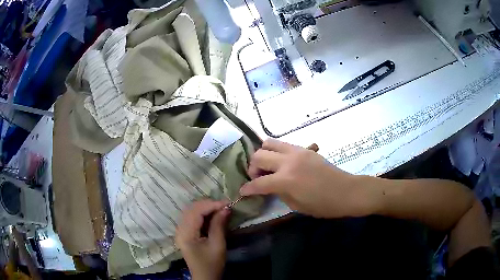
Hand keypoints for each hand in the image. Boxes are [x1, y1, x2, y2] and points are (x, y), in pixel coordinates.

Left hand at [175, 200, 229, 279]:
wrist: (204, 276)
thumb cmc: (212, 263)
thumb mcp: (218, 245)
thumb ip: (219, 225)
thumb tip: (225, 208)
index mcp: (186, 234)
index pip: (196, 212)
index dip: (211, 205)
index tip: (227, 203)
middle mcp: (180, 230)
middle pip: (191, 209)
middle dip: (208, 204)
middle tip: (224, 205)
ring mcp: (180, 231)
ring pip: (190, 212)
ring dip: (205, 208)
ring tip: (220, 208)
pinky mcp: (184, 233)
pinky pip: (191, 218)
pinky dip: (202, 214)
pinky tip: (212, 215)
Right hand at [240, 139, 375, 218]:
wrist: (346, 191)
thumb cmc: (323, 205)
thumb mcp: (297, 205)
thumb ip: (279, 193)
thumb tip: (270, 186)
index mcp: (286, 180)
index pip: (258, 183)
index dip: (247, 189)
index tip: (242, 191)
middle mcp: (288, 161)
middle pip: (258, 156)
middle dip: (252, 168)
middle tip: (258, 178)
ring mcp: (297, 151)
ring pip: (269, 143)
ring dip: (264, 154)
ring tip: (269, 166)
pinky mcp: (305, 149)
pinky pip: (284, 144)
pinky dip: (277, 151)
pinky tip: (283, 163)